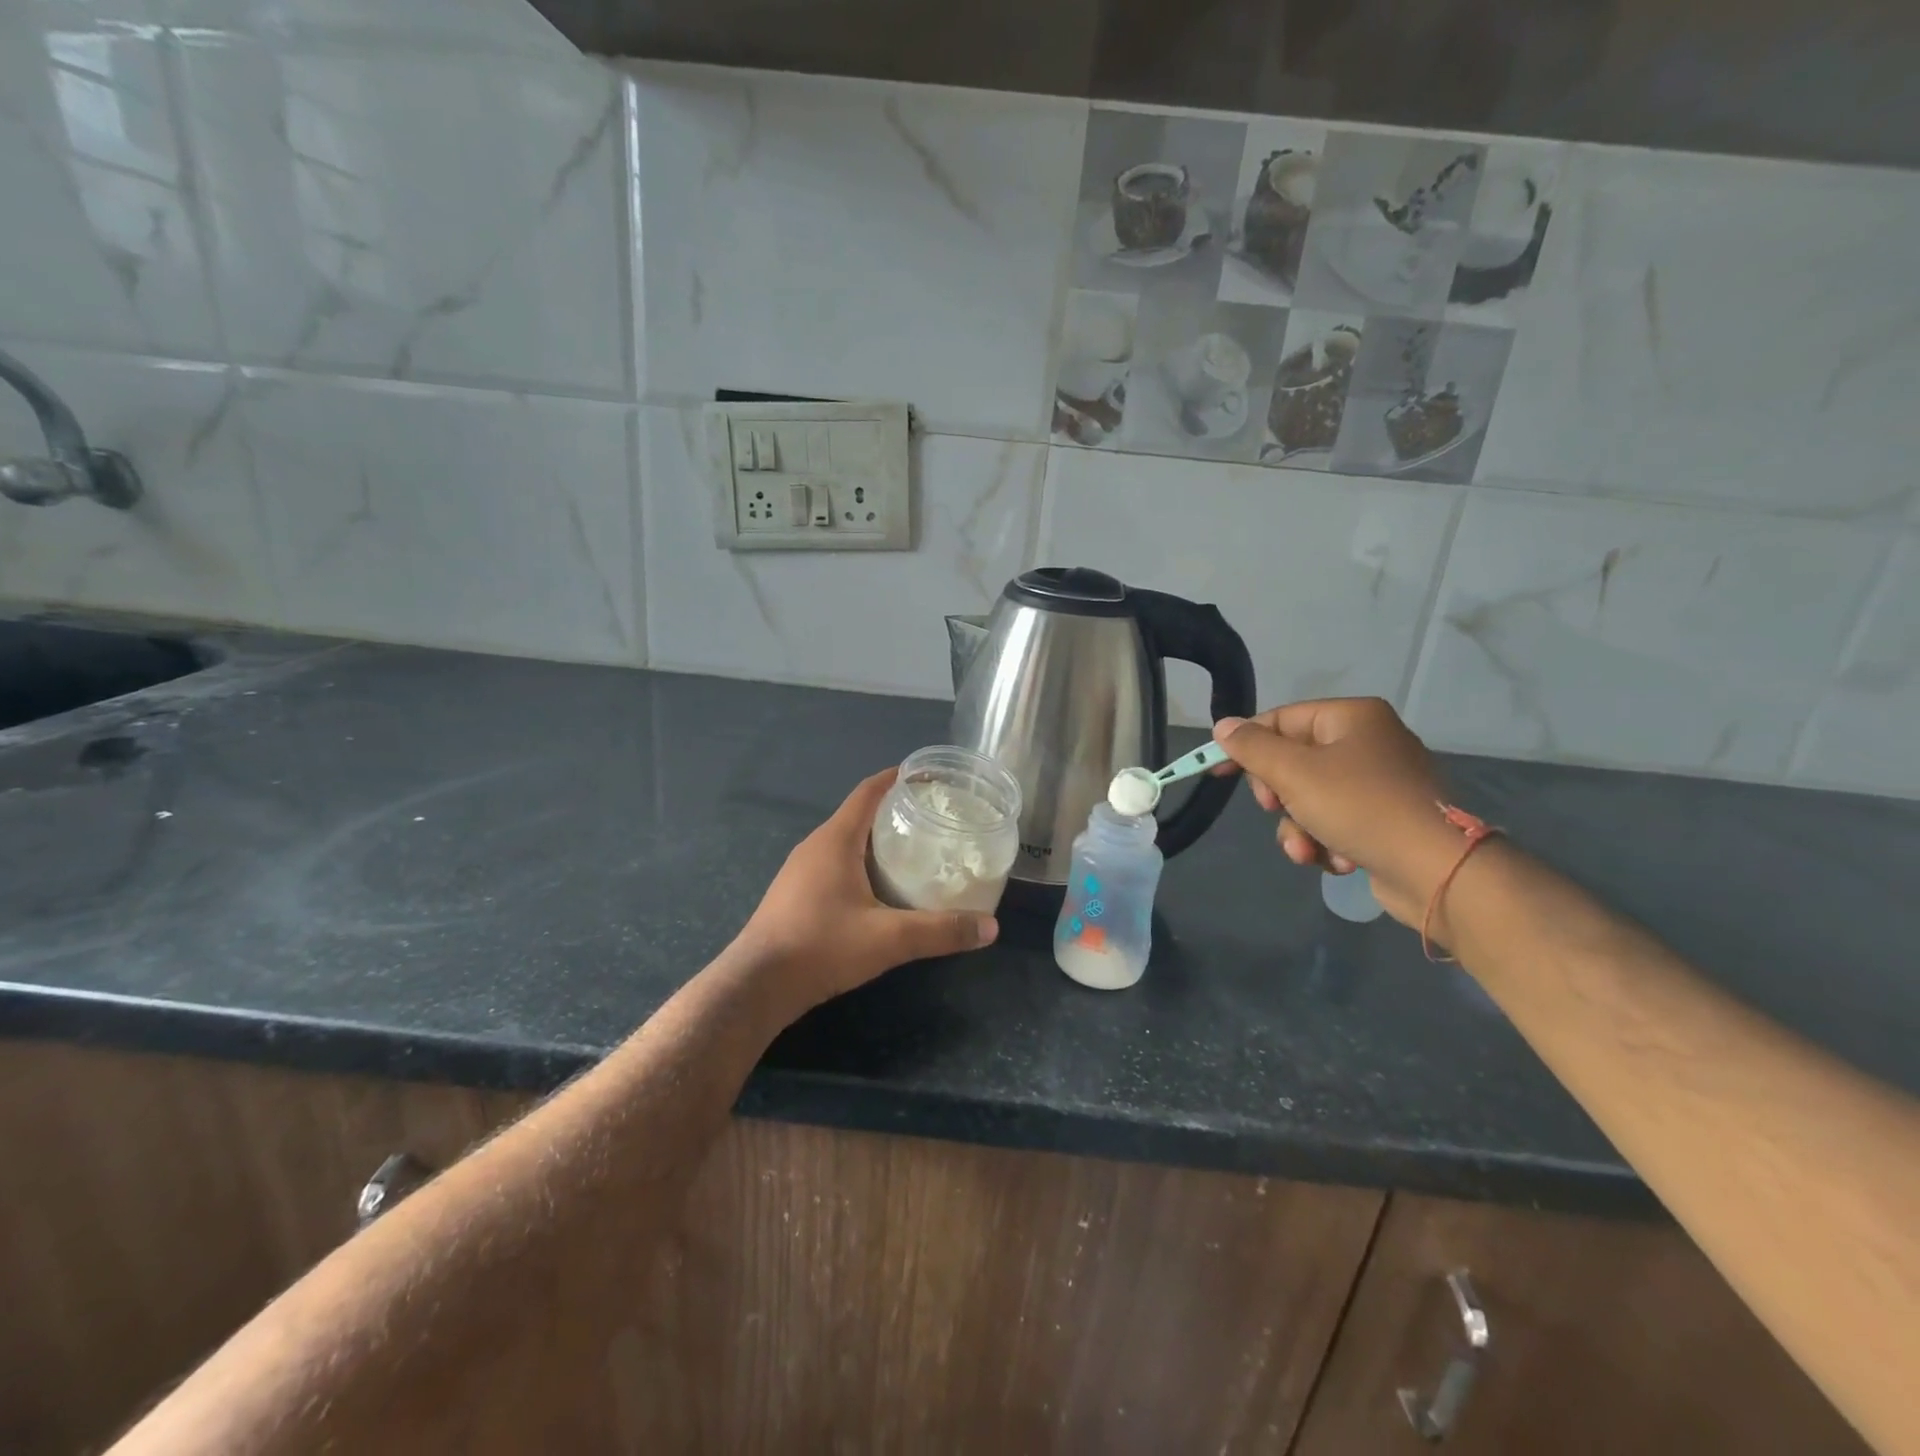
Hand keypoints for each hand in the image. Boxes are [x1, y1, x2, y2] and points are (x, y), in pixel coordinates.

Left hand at [732, 769, 998, 1013]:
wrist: (756, 986)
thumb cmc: (821, 947)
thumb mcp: (888, 938)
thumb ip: (940, 931)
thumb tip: (990, 928)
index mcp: (836, 839)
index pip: (869, 791)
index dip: (899, 778)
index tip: (930, 776)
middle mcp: (816, 846)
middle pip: (861, 814)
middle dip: (897, 811)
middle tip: (936, 819)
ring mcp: (801, 870)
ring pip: (847, 841)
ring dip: (879, 841)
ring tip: (916, 851)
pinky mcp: (796, 894)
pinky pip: (835, 863)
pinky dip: (863, 863)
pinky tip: (883, 889)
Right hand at [1213, 698, 1463, 928]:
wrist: (1437, 870)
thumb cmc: (1360, 807)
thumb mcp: (1294, 773)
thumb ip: (1252, 748)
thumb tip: (1223, 726)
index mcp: (1351, 717)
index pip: (1280, 720)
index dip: (1245, 745)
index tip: (1217, 772)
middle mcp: (1367, 742)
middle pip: (1293, 761)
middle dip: (1279, 797)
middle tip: (1277, 809)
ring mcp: (1379, 783)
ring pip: (1309, 798)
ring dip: (1299, 828)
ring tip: (1308, 851)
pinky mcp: (1385, 820)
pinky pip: (1335, 822)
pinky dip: (1327, 842)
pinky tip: (1338, 861)